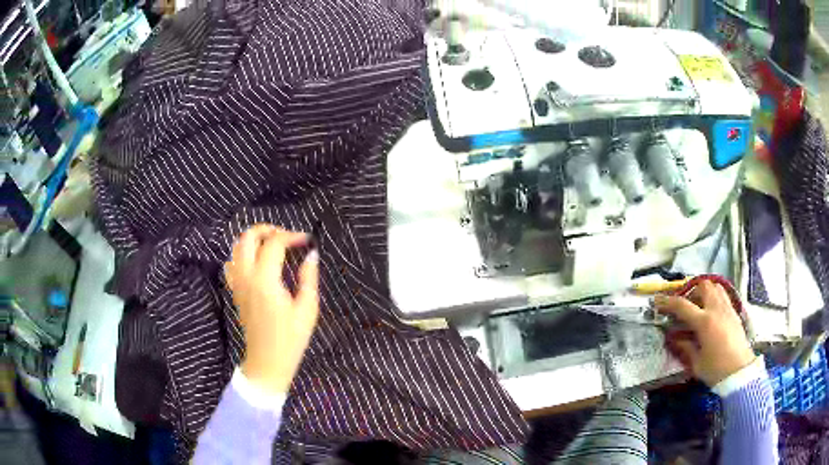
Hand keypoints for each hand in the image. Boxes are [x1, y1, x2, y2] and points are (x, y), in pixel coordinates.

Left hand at [225, 225, 319, 393]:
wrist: (267, 362)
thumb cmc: (290, 339)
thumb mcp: (307, 309)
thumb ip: (308, 278)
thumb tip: (311, 254)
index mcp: (265, 280)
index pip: (274, 243)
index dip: (291, 236)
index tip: (306, 240)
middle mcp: (246, 277)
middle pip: (248, 237)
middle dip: (267, 229)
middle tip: (285, 236)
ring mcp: (237, 284)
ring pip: (236, 248)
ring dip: (253, 240)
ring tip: (271, 246)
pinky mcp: (235, 292)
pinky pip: (231, 264)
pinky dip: (241, 255)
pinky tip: (256, 263)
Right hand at [655, 280, 754, 386]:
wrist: (740, 371)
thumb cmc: (716, 369)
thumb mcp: (696, 362)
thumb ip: (685, 346)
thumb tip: (674, 337)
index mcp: (704, 322)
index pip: (683, 306)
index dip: (668, 302)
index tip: (658, 301)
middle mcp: (716, 309)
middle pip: (703, 286)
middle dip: (691, 291)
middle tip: (684, 305)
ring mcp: (727, 308)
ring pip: (715, 287)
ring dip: (704, 291)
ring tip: (699, 305)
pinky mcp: (734, 312)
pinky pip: (723, 295)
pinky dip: (714, 297)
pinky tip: (711, 312)